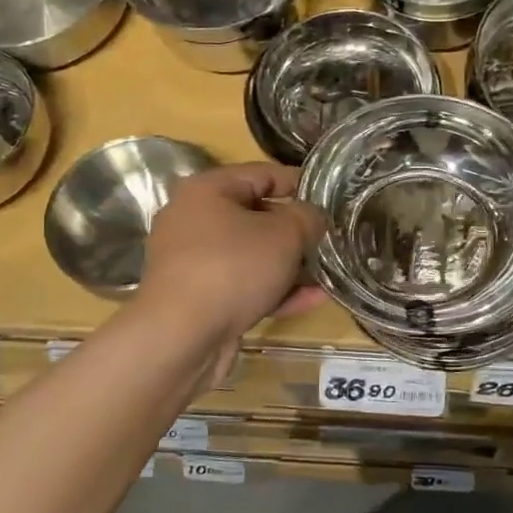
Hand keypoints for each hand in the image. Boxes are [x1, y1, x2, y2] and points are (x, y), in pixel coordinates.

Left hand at [138, 164, 326, 346]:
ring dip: (289, 264)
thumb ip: (308, 217)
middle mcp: (193, 220)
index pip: (262, 173)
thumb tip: (313, 217)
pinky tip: (312, 300)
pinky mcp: (197, 298)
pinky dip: (273, 290)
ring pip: (251, 255)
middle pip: (255, 216)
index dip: (299, 183)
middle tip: (328, 238)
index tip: (330, 196)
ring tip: (326, 272)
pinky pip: (243, 285)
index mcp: (206, 190)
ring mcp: (192, 262)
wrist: (181, 338)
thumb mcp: (285, 234)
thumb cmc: (233, 268)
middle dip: (295, 230)